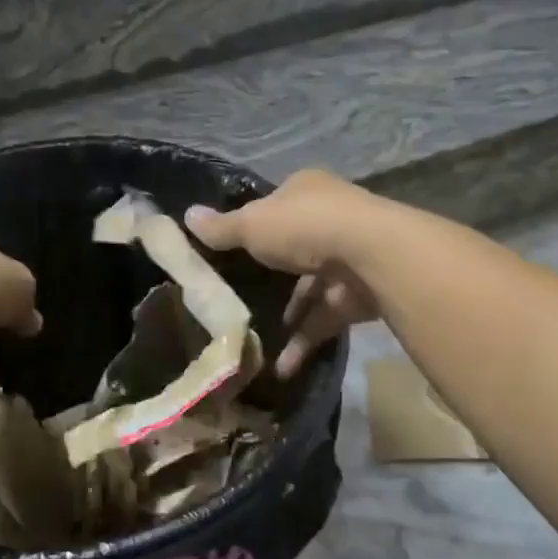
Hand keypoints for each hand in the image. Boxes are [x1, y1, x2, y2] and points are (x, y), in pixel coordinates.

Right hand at [186, 171, 385, 377]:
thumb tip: (186, 216)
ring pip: (309, 288)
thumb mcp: (253, 224)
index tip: (228, 252)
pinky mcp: (358, 296)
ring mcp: (347, 258)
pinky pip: (324, 319)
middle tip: (236, 300)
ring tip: (253, 339)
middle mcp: (331, 219)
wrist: (370, 256)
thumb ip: (222, 228)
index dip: (252, 226)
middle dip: (269, 277)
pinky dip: (303, 341)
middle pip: (292, 248)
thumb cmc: (304, 227)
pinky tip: (280, 367)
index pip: (274, 207)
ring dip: (286, 315)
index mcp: (306, 191)